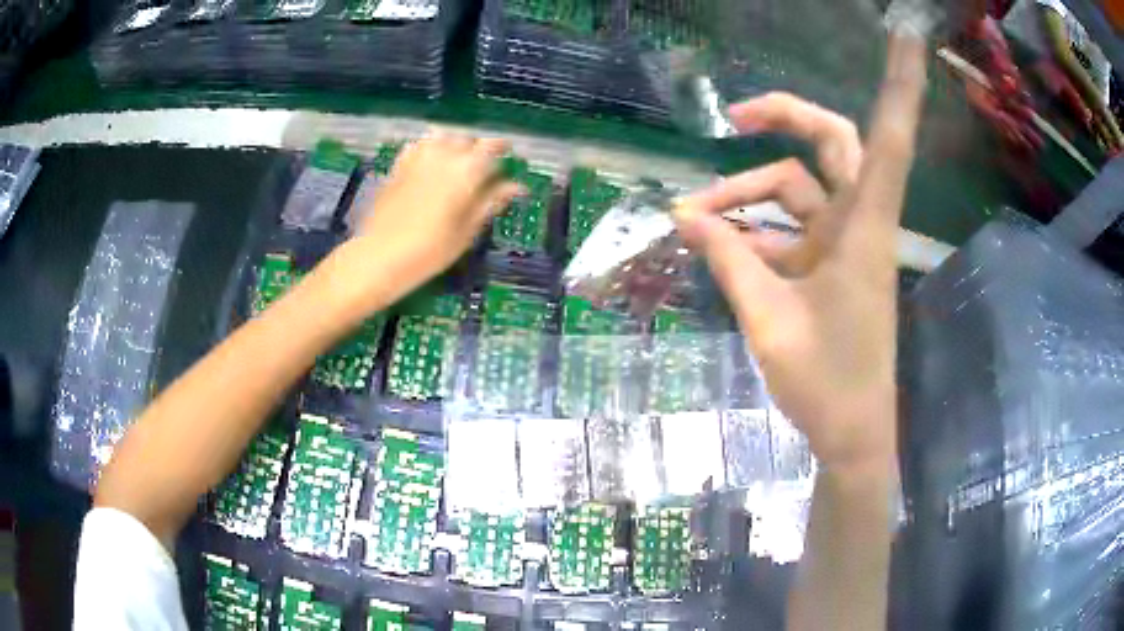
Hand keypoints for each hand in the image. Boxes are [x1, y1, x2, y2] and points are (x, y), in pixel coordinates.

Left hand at [346, 132, 522, 302]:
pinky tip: (431, 161)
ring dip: (454, 143)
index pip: (491, 147)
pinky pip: (417, 145)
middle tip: (485, 166)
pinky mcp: (398, 166)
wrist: (379, 257)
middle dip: (478, 148)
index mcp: (465, 171)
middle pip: (466, 139)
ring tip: (458, 160)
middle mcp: (443, 156)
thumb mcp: (467, 231)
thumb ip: (490, 203)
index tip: (509, 155)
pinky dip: (429, 147)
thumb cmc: (430, 251)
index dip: (502, 148)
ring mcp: (417, 159)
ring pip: (442, 137)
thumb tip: (516, 187)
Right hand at [674, 34, 927, 474]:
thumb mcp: (767, 317)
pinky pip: (786, 229)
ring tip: (691, 220)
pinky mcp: (828, 266)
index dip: (901, 85)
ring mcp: (842, 244)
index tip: (907, 35)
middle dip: (785, 119)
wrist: (851, 434)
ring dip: (744, 196)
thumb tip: (685, 215)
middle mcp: (858, 223)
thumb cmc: (825, 382)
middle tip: (735, 116)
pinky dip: (751, 231)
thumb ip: (728, 258)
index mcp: (863, 228)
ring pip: (794, 190)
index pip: (889, 139)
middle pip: (831, 142)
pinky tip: (714, 245)